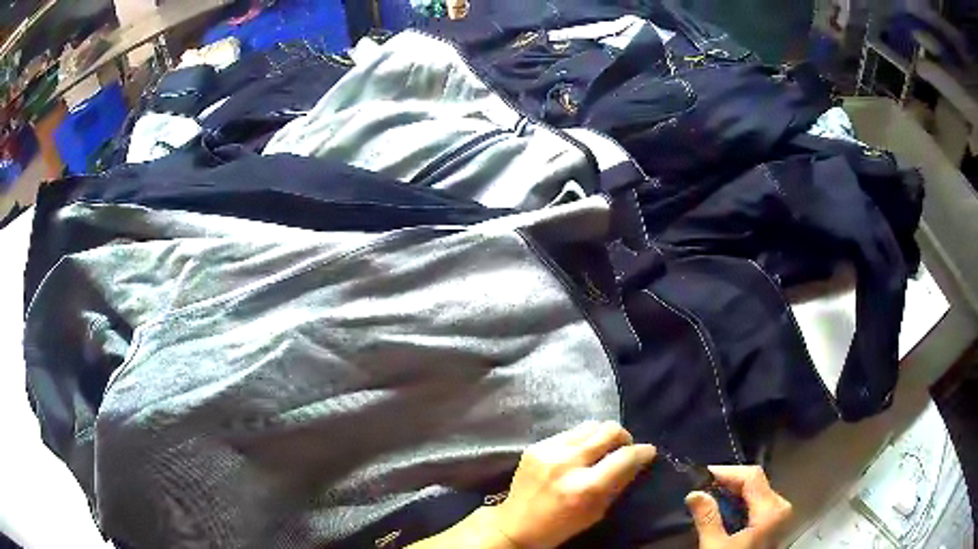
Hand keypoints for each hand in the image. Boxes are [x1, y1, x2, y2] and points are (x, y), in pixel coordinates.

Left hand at [488, 421, 656, 548]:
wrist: (514, 525)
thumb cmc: (560, 526)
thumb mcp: (596, 512)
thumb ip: (619, 483)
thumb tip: (640, 459)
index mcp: (584, 487)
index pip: (624, 457)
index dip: (642, 451)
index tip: (649, 451)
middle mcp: (566, 463)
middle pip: (608, 430)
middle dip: (624, 437)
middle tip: (624, 448)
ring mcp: (548, 451)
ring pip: (590, 425)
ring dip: (602, 436)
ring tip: (601, 450)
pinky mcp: (535, 446)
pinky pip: (569, 432)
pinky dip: (580, 440)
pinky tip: (577, 455)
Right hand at [685, 466, 791, 548]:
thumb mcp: (716, 547)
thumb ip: (708, 519)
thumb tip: (694, 493)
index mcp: (770, 509)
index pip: (752, 476)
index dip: (728, 471)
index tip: (704, 473)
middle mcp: (780, 506)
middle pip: (756, 481)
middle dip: (730, 481)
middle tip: (704, 485)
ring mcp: (780, 515)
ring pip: (758, 490)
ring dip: (735, 491)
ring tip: (712, 495)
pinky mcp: (775, 523)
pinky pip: (760, 501)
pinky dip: (742, 501)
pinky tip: (726, 508)